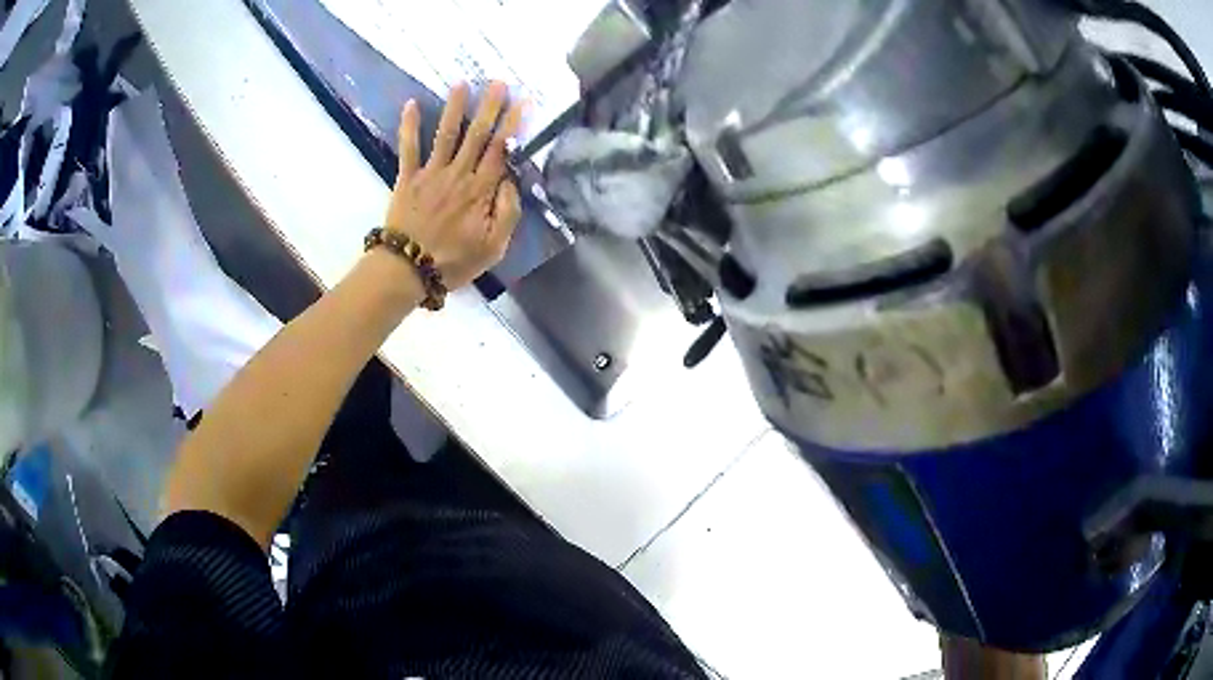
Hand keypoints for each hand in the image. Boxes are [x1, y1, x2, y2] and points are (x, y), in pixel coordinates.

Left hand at [385, 82, 523, 290]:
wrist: (408, 270)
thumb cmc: (453, 261)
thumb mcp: (494, 247)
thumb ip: (508, 212)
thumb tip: (511, 181)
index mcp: (480, 191)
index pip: (500, 151)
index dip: (512, 124)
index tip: (523, 100)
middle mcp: (458, 175)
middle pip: (476, 135)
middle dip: (488, 107)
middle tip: (497, 82)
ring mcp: (431, 174)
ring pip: (446, 134)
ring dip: (455, 107)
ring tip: (461, 83)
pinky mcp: (407, 178)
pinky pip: (408, 148)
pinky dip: (409, 125)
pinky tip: (411, 103)